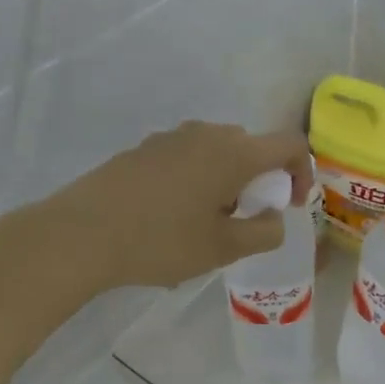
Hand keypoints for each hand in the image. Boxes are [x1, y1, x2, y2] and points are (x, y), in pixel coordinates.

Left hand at [40, 121, 312, 290]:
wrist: (80, 234)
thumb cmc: (161, 241)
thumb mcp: (223, 249)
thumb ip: (264, 233)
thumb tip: (273, 218)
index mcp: (234, 153)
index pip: (290, 144)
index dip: (303, 173)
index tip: (292, 206)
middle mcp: (206, 134)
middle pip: (252, 147)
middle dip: (261, 181)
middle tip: (246, 219)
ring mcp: (171, 138)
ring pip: (218, 152)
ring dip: (228, 180)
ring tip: (208, 221)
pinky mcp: (144, 149)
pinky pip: (188, 157)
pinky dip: (198, 179)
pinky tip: (173, 216)